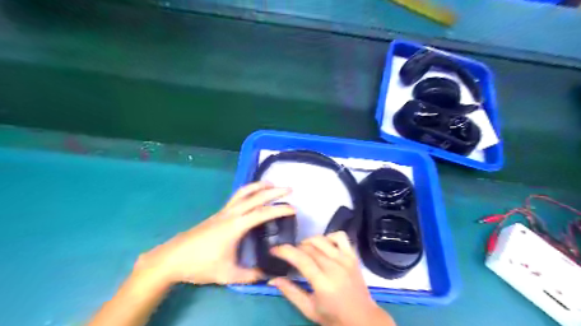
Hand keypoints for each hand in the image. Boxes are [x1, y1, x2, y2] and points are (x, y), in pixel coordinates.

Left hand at [134, 181, 292, 286]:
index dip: (280, 209)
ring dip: (259, 186)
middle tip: (289, 189)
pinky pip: (237, 196)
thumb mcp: (227, 274)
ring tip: (271, 184)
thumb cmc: (200, 264)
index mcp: (236, 226)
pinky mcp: (218, 213)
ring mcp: (224, 211)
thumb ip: (249, 275)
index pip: (263, 213)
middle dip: (274, 191)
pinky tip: (252, 195)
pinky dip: (249, 191)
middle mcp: (231, 214)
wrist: (172, 258)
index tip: (293, 209)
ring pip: (244, 192)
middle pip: (256, 196)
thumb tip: (267, 275)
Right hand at [269, 234, 395, 325]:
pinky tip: (324, 245)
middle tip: (289, 256)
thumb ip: (290, 292)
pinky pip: (340, 236)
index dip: (285, 251)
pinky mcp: (353, 255)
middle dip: (294, 248)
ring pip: (321, 239)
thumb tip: (272, 279)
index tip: (274, 250)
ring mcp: (346, 258)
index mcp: (323, 283)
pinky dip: (328, 236)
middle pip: (309, 248)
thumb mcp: (309, 309)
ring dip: (308, 242)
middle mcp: (335, 267)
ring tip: (304, 251)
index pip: (301, 259)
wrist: (363, 319)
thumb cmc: (334, 317)